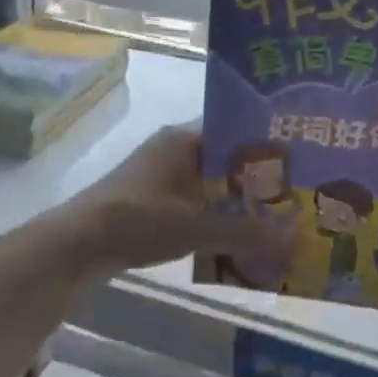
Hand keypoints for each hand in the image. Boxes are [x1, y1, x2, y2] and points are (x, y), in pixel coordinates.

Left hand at [45, 125, 291, 279]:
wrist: (77, 246)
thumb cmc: (136, 220)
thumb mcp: (194, 227)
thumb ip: (244, 233)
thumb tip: (295, 239)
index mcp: (183, 140)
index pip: (236, 130)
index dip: (267, 145)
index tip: (300, 161)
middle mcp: (174, 150)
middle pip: (226, 160)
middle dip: (258, 180)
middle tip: (298, 195)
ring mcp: (163, 177)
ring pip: (212, 184)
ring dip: (238, 201)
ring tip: (278, 218)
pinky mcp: (155, 202)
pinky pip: (197, 204)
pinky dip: (218, 217)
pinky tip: (242, 237)